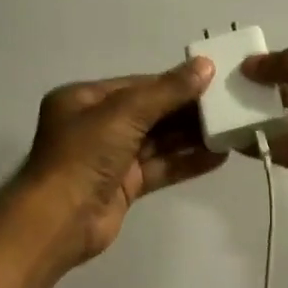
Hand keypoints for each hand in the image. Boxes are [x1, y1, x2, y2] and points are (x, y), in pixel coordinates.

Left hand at [20, 58, 225, 271]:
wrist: (58, 222)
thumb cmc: (84, 155)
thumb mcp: (125, 113)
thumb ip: (167, 91)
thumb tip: (205, 65)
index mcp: (85, 99)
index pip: (137, 85)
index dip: (174, 82)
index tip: (211, 80)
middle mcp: (96, 125)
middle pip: (150, 112)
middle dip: (186, 111)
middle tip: (227, 105)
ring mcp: (111, 157)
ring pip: (157, 141)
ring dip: (191, 137)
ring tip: (229, 130)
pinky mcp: (124, 186)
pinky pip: (160, 168)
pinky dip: (186, 162)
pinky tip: (218, 157)